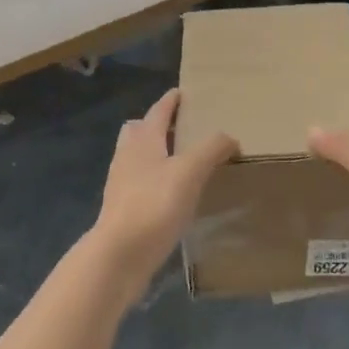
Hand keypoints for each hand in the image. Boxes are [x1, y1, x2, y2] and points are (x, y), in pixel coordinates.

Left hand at [91, 88, 237, 296]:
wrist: (118, 255)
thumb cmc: (154, 204)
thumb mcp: (190, 172)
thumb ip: (211, 149)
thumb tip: (230, 137)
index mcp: (143, 140)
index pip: (158, 110)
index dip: (172, 100)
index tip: (184, 92)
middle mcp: (128, 156)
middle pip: (139, 130)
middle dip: (157, 125)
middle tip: (182, 127)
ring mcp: (121, 184)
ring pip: (137, 157)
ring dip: (156, 154)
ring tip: (182, 162)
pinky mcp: (122, 209)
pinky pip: (140, 184)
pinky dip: (155, 180)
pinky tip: (172, 195)